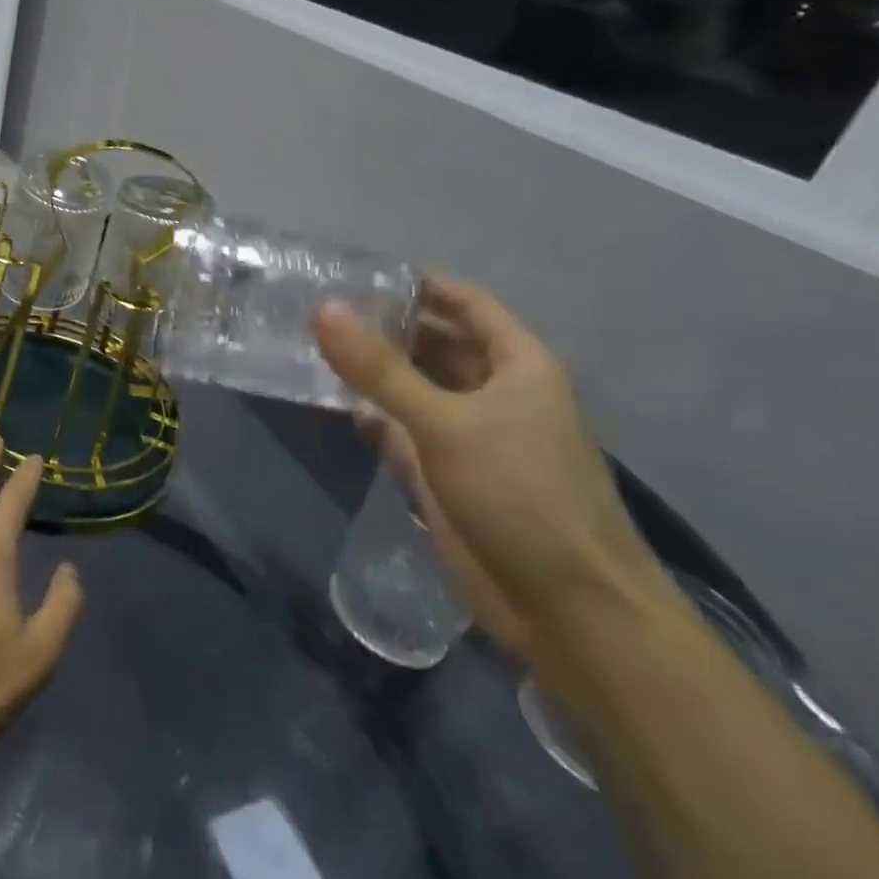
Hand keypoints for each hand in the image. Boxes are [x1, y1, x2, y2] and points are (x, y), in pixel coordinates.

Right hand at [314, 276, 660, 659]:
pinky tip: (328, 398)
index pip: (465, 303)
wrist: (567, 608)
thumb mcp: (446, 423)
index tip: (357, 270)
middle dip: (385, 324)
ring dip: (372, 368)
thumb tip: (323, 309)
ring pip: (413, 384)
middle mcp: (494, 391)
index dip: (418, 283)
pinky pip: (399, 426)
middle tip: (317, 305)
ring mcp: (468, 432)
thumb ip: (380, 369)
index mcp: (517, 365)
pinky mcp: (443, 470)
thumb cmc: (522, 495)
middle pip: (435, 341)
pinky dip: (368, 412)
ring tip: (311, 342)